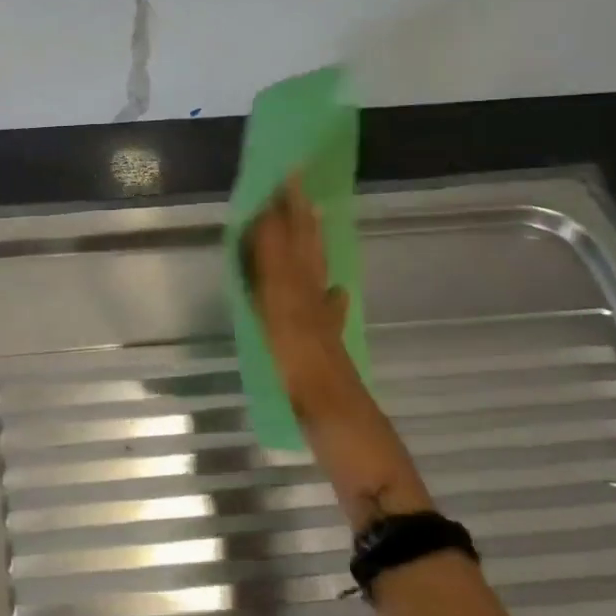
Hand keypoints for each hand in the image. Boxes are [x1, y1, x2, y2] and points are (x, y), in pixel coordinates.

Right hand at [245, 177, 360, 418]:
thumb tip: (265, 230)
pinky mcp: (328, 348)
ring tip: (309, 219)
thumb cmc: (311, 391)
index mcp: (299, 299)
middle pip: (306, 253)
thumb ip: (277, 283)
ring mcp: (323, 326)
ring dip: (310, 245)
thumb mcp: (288, 333)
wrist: (350, 436)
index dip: (281, 214)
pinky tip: (334, 290)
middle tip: (293, 183)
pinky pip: (327, 310)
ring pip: (315, 274)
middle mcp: (313, 304)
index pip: (287, 247)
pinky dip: (327, 294)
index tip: (277, 179)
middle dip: (297, 218)